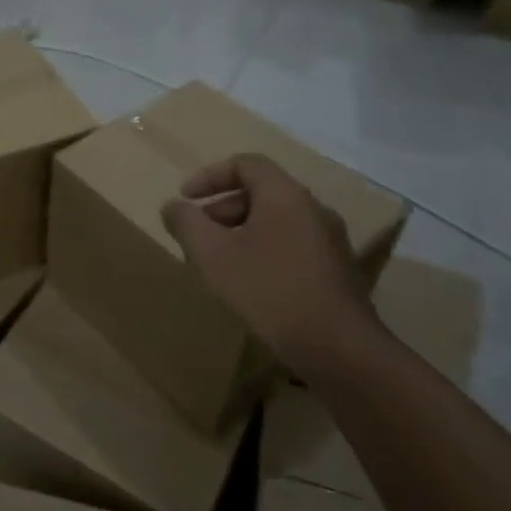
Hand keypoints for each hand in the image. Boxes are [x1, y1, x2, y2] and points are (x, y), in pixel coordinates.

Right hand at [161, 154, 377, 364]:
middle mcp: (313, 209)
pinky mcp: (336, 269)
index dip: (209, 176)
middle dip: (221, 207)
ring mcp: (330, 240)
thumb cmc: (267, 290)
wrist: (337, 347)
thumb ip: (185, 222)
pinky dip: (263, 249)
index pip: (246, 164)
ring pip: (277, 220)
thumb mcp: (211, 254)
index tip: (186, 198)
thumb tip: (173, 206)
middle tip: (197, 233)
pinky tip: (249, 281)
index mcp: (285, 196)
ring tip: (218, 260)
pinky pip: (291, 243)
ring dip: (241, 230)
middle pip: (261, 191)